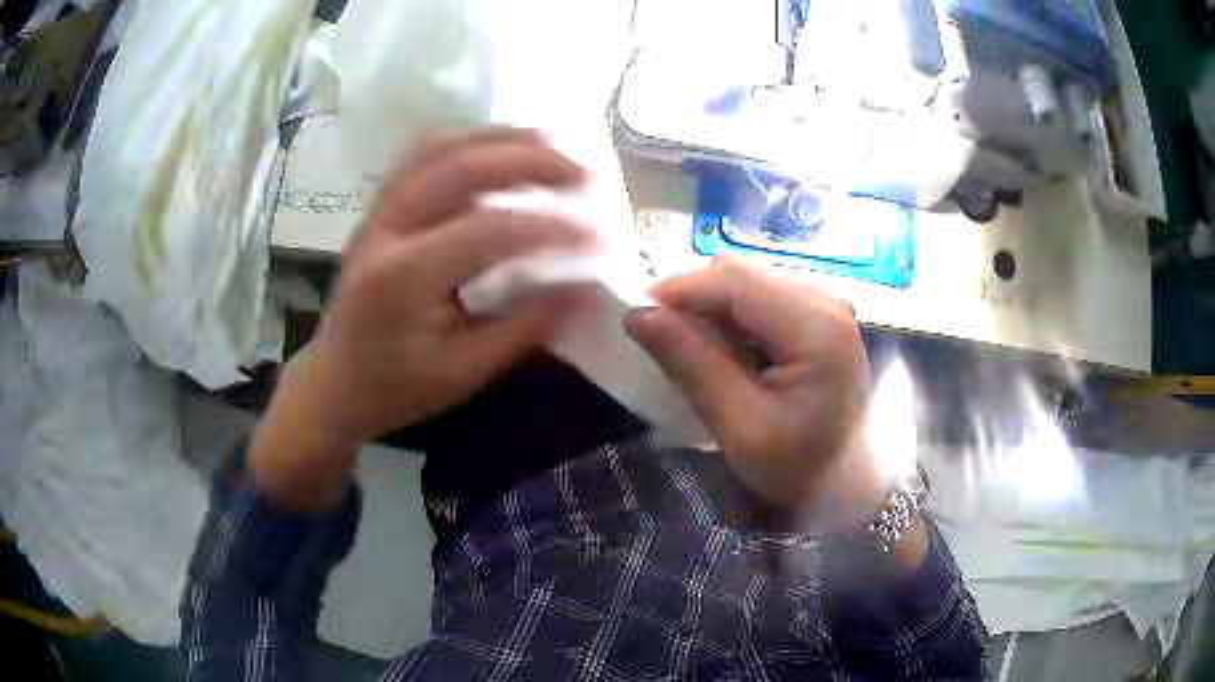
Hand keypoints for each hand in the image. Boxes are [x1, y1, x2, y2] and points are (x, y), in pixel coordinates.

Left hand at [250, 128, 594, 511]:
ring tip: (552, 142)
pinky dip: (471, 142)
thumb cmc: (395, 388)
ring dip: (501, 137)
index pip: (486, 230)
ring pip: (439, 147)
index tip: (597, 235)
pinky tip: (503, 148)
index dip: (549, 227)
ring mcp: (377, 211)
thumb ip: (524, 327)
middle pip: (460, 166)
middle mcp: (385, 229)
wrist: (333, 381)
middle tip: (583, 171)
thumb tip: (585, 288)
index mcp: (402, 278)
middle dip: (530, 160)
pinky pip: (425, 155)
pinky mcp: (380, 207)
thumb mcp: (463, 372)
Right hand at [624, 259, 880, 516]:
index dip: (681, 288)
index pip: (737, 282)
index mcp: (817, 328)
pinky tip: (723, 348)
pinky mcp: (818, 315)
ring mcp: (825, 305)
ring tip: (689, 345)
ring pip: (749, 282)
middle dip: (694, 297)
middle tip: (660, 334)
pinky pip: (762, 297)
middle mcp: (826, 302)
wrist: (842, 482)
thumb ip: (692, 365)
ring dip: (711, 306)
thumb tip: (638, 315)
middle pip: (743, 275)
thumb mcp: (739, 425)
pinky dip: (732, 316)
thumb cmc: (796, 466)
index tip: (637, 312)